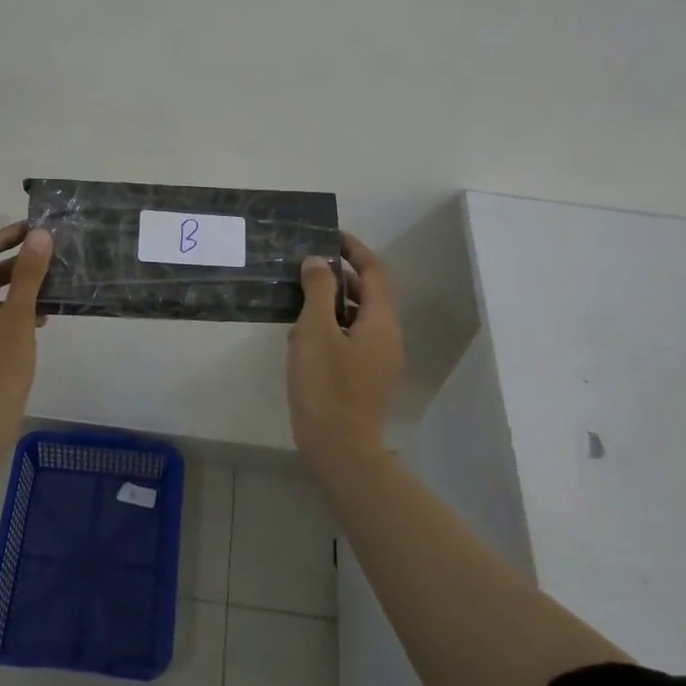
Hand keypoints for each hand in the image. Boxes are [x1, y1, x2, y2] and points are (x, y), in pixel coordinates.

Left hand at [0, 222, 52, 437]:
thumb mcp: (18, 320)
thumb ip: (29, 276)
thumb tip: (39, 236)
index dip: (4, 236)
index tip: (34, 230)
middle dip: (12, 266)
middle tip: (46, 261)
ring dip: (13, 293)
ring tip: (46, 294)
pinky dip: (6, 317)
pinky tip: (33, 326)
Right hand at [289, 232, 404, 462]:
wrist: (339, 448)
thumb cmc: (326, 386)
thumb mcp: (315, 331)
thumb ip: (317, 291)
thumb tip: (318, 262)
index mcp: (381, 322)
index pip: (374, 272)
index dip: (354, 250)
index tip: (330, 236)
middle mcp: (387, 337)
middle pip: (368, 294)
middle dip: (340, 277)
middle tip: (306, 267)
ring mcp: (379, 361)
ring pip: (358, 318)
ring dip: (332, 304)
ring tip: (298, 301)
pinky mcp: (366, 379)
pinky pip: (351, 340)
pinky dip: (331, 328)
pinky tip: (302, 338)